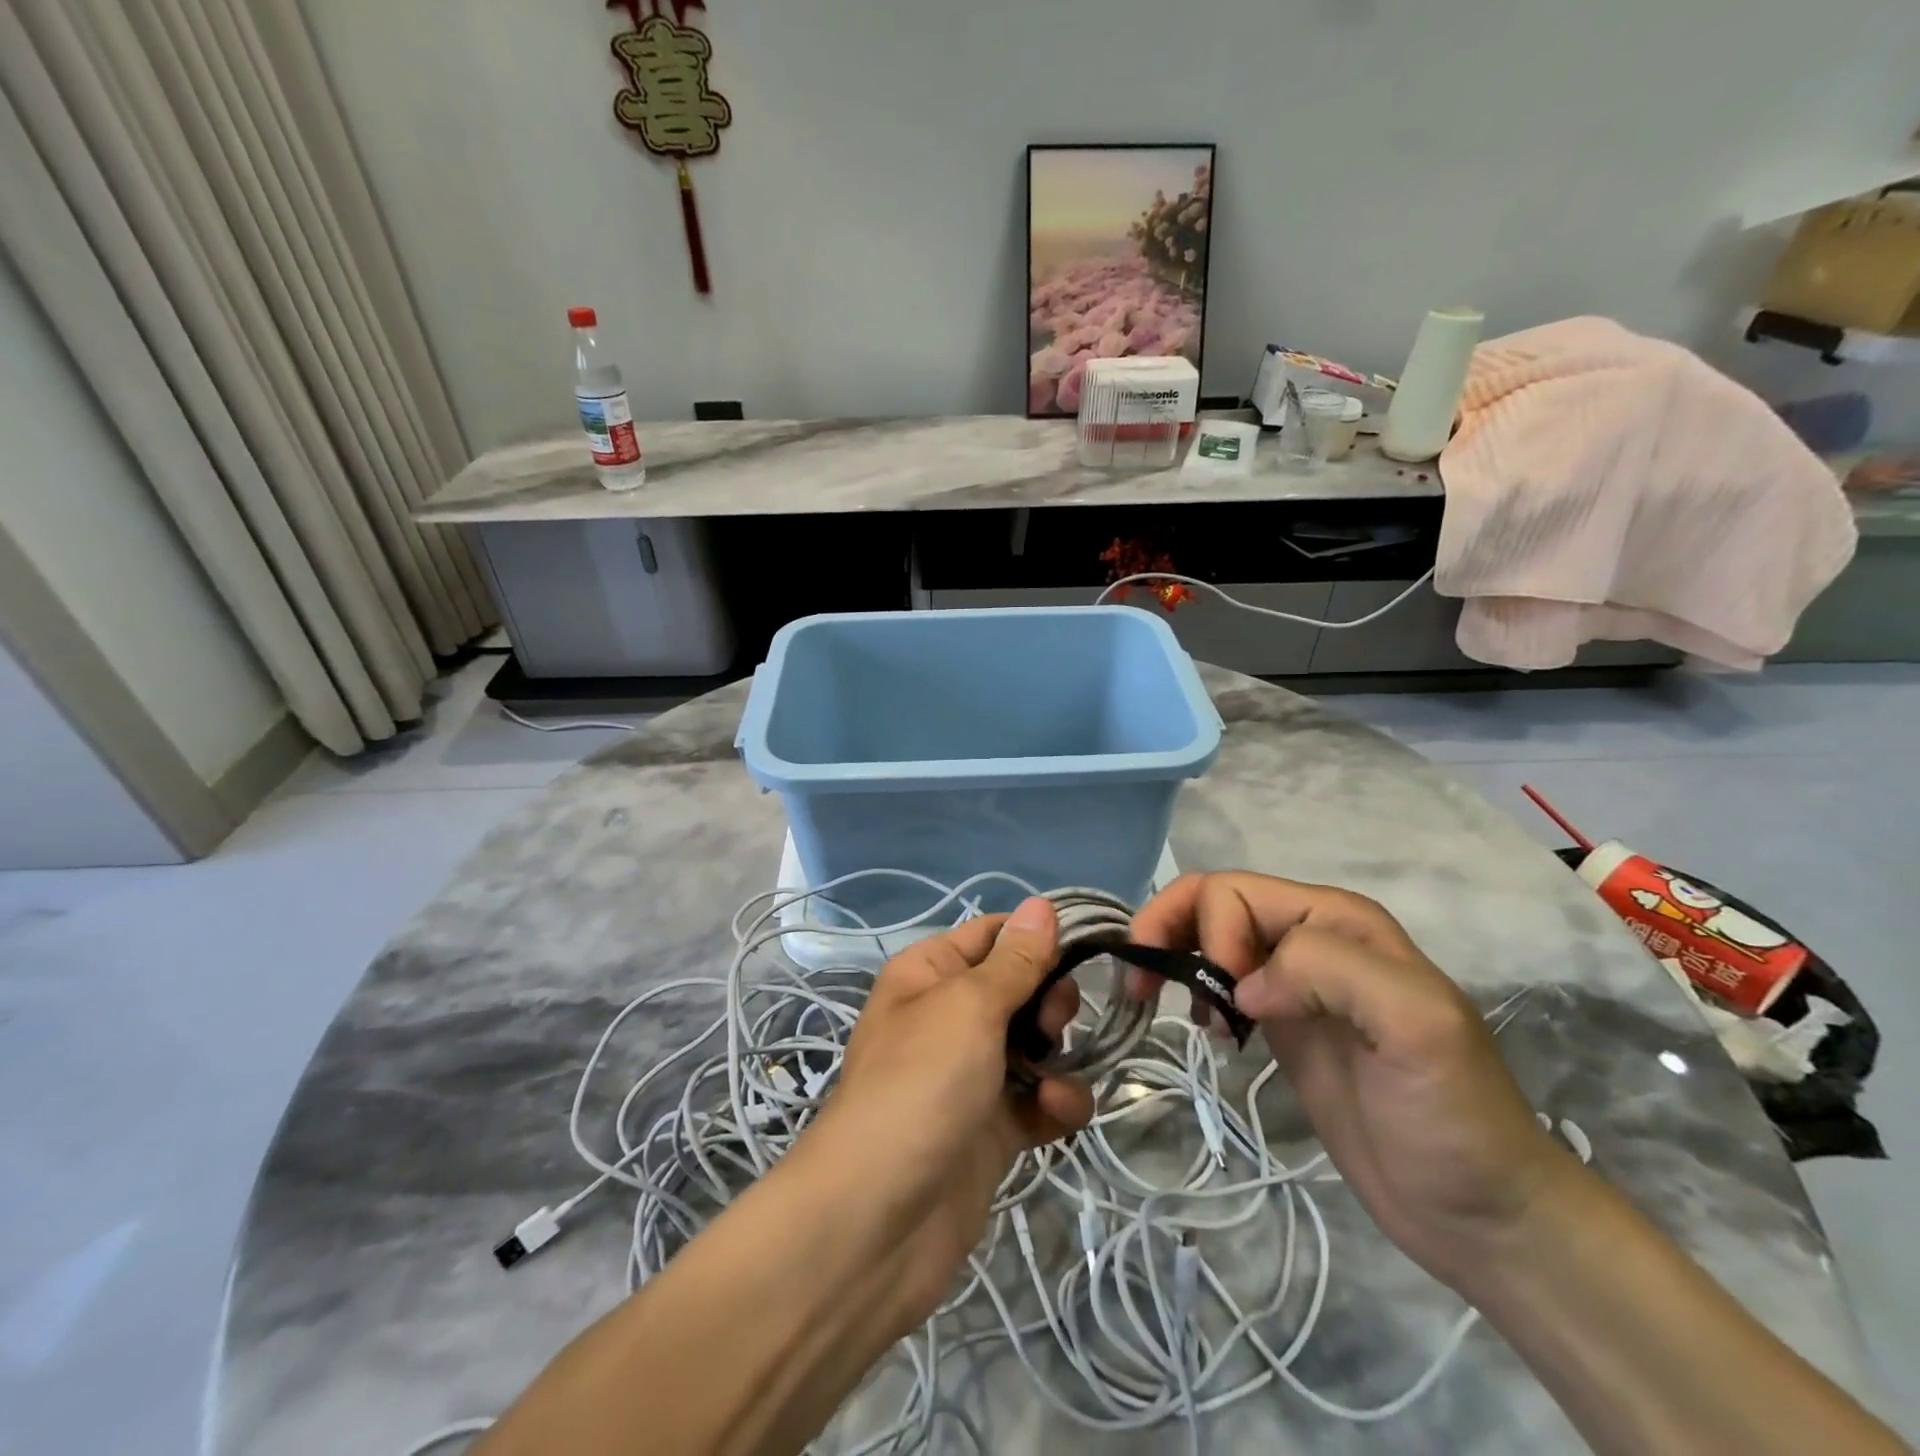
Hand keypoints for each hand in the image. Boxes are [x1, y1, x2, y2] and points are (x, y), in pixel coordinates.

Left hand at [799, 897, 1093, 1334]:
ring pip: (1037, 1045)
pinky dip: (1056, 1103)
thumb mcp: (969, 1007)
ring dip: (1059, 1056)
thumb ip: (1015, 960)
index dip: (1037, 938)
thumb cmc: (921, 1084)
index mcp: (930, 973)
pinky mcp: (992, 1127)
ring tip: (1052, 1077)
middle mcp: (949, 1016)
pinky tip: (1058, 1114)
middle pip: (1021, 988)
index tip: (1083, 948)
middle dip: (1050, 1001)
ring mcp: (971, 1074)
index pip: (993, 934)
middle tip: (1052, 1023)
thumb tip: (1042, 905)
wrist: (880, 1220)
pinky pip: (1039, 1099)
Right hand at [1131, 872, 1579, 1288]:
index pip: (1234, 892)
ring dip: (1176, 959)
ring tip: (1175, 1012)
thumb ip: (1329, 970)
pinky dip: (1193, 991)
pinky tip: (1206, 1031)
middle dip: (1169, 930)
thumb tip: (1243, 986)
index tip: (1225, 1002)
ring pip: (1209, 937)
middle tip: (1145, 987)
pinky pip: (1220, 981)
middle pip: (1212, 903)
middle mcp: (1311, 936)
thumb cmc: (1454, 1117)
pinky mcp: (1284, 1023)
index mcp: (1336, 920)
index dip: (1210, 934)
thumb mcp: (1414, 1026)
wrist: (1482, 1213)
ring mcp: (1295, 982)